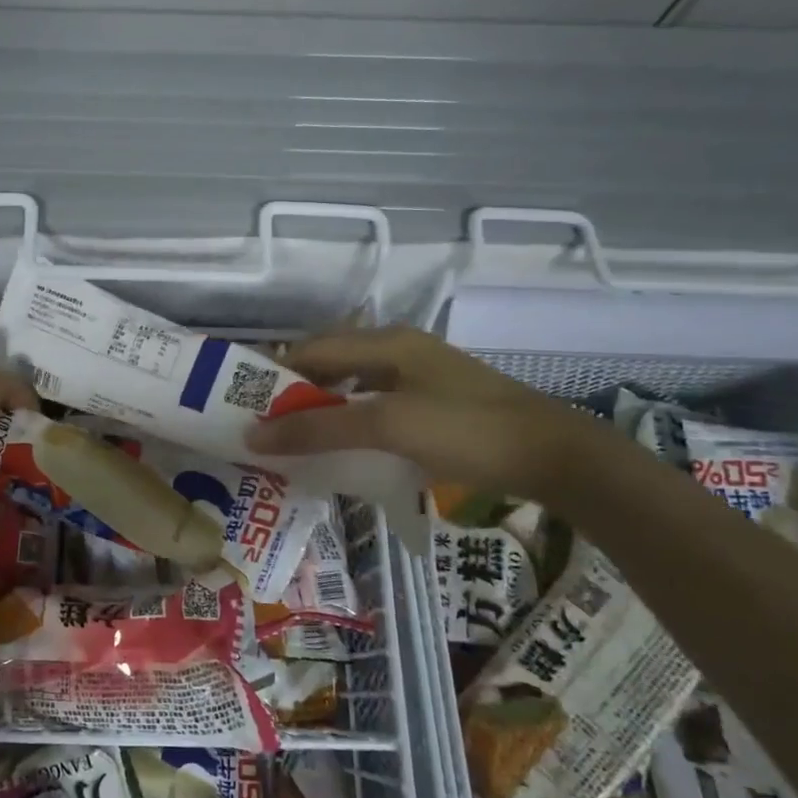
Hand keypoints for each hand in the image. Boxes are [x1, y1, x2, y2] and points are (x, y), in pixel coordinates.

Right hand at [242, 327, 613, 506]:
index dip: (273, 373)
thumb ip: (319, 429)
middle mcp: (399, 350)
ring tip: (293, 438)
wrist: (555, 456)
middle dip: (294, 392)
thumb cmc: (466, 430)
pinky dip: (350, 421)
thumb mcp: (387, 426)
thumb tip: (253, 435)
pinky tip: (343, 446)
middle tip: (263, 426)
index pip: (311, 349)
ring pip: (353, 386)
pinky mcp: (435, 403)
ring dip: (322, 408)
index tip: (242, 403)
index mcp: (386, 342)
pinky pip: (375, 405)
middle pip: (330, 364)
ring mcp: (420, 376)